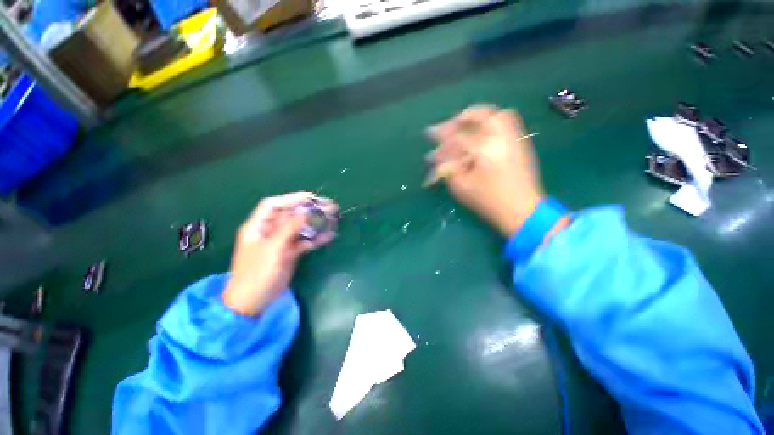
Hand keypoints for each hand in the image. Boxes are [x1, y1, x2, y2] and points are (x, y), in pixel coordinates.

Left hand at [222, 192, 337, 315]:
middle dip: (309, 209)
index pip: (274, 205)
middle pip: (291, 215)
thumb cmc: (257, 273)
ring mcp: (280, 242)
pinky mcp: (289, 253)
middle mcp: (270, 231)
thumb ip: (290, 228)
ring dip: (315, 223)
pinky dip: (315, 238)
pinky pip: (304, 241)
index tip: (311, 198)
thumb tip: (307, 212)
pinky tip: (328, 236)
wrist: (253, 302)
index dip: (292, 199)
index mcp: (258, 226)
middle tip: (329, 207)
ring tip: (333, 219)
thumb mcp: (273, 248)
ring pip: (300, 227)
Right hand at [427, 105, 544, 236]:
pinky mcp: (520, 144)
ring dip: (478, 116)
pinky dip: (492, 121)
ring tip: (465, 124)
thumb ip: (448, 170)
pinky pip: (508, 123)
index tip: (429, 134)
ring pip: (497, 114)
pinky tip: (482, 132)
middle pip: (480, 115)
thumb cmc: (489, 201)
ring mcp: (514, 138)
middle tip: (448, 125)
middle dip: (460, 118)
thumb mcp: (461, 188)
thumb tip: (438, 158)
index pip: (457, 136)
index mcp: (484, 150)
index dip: (441, 135)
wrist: (522, 210)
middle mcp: (501, 138)